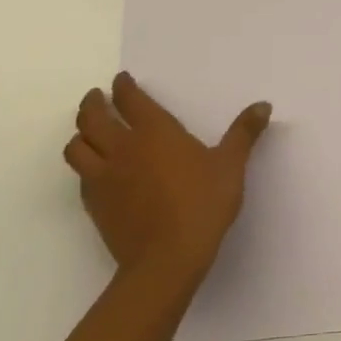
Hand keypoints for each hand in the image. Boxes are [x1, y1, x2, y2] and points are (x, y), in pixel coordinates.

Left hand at [65, 73, 271, 290]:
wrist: (167, 260)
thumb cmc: (202, 205)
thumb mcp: (231, 166)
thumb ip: (244, 133)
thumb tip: (264, 105)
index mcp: (154, 131)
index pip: (130, 99)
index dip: (123, 86)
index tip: (121, 80)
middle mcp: (123, 147)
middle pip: (92, 117)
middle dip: (93, 103)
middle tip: (97, 97)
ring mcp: (104, 177)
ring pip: (76, 146)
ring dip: (80, 133)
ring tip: (87, 131)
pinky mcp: (95, 205)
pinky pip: (80, 176)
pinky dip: (83, 166)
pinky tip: (95, 170)